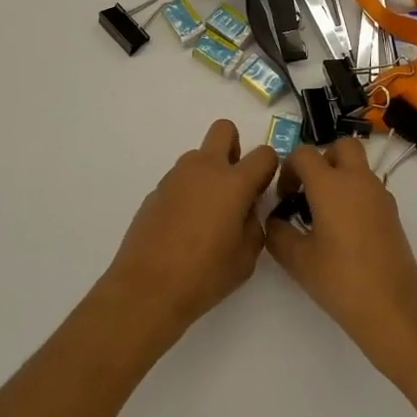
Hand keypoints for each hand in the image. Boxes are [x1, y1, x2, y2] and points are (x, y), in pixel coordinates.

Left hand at [99, 119, 278, 339]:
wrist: (148, 287)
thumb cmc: (204, 275)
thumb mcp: (246, 258)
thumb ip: (254, 225)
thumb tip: (246, 210)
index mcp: (233, 182)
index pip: (264, 154)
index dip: (269, 168)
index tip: (263, 190)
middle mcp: (204, 168)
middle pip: (224, 129)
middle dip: (235, 148)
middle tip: (235, 184)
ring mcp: (176, 176)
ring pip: (199, 156)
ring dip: (209, 173)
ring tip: (207, 215)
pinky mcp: (156, 190)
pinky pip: (181, 179)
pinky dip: (188, 192)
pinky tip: (184, 227)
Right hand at [263, 138, 416, 388]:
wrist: (394, 309)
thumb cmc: (341, 280)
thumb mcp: (297, 260)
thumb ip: (277, 233)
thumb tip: (275, 220)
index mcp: (331, 184)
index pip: (304, 154)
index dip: (288, 169)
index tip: (284, 197)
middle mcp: (357, 180)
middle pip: (341, 146)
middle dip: (322, 160)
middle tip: (309, 190)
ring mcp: (380, 195)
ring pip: (358, 166)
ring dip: (340, 177)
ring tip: (324, 214)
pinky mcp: (392, 214)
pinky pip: (369, 188)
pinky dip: (355, 195)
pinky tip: (345, 230)